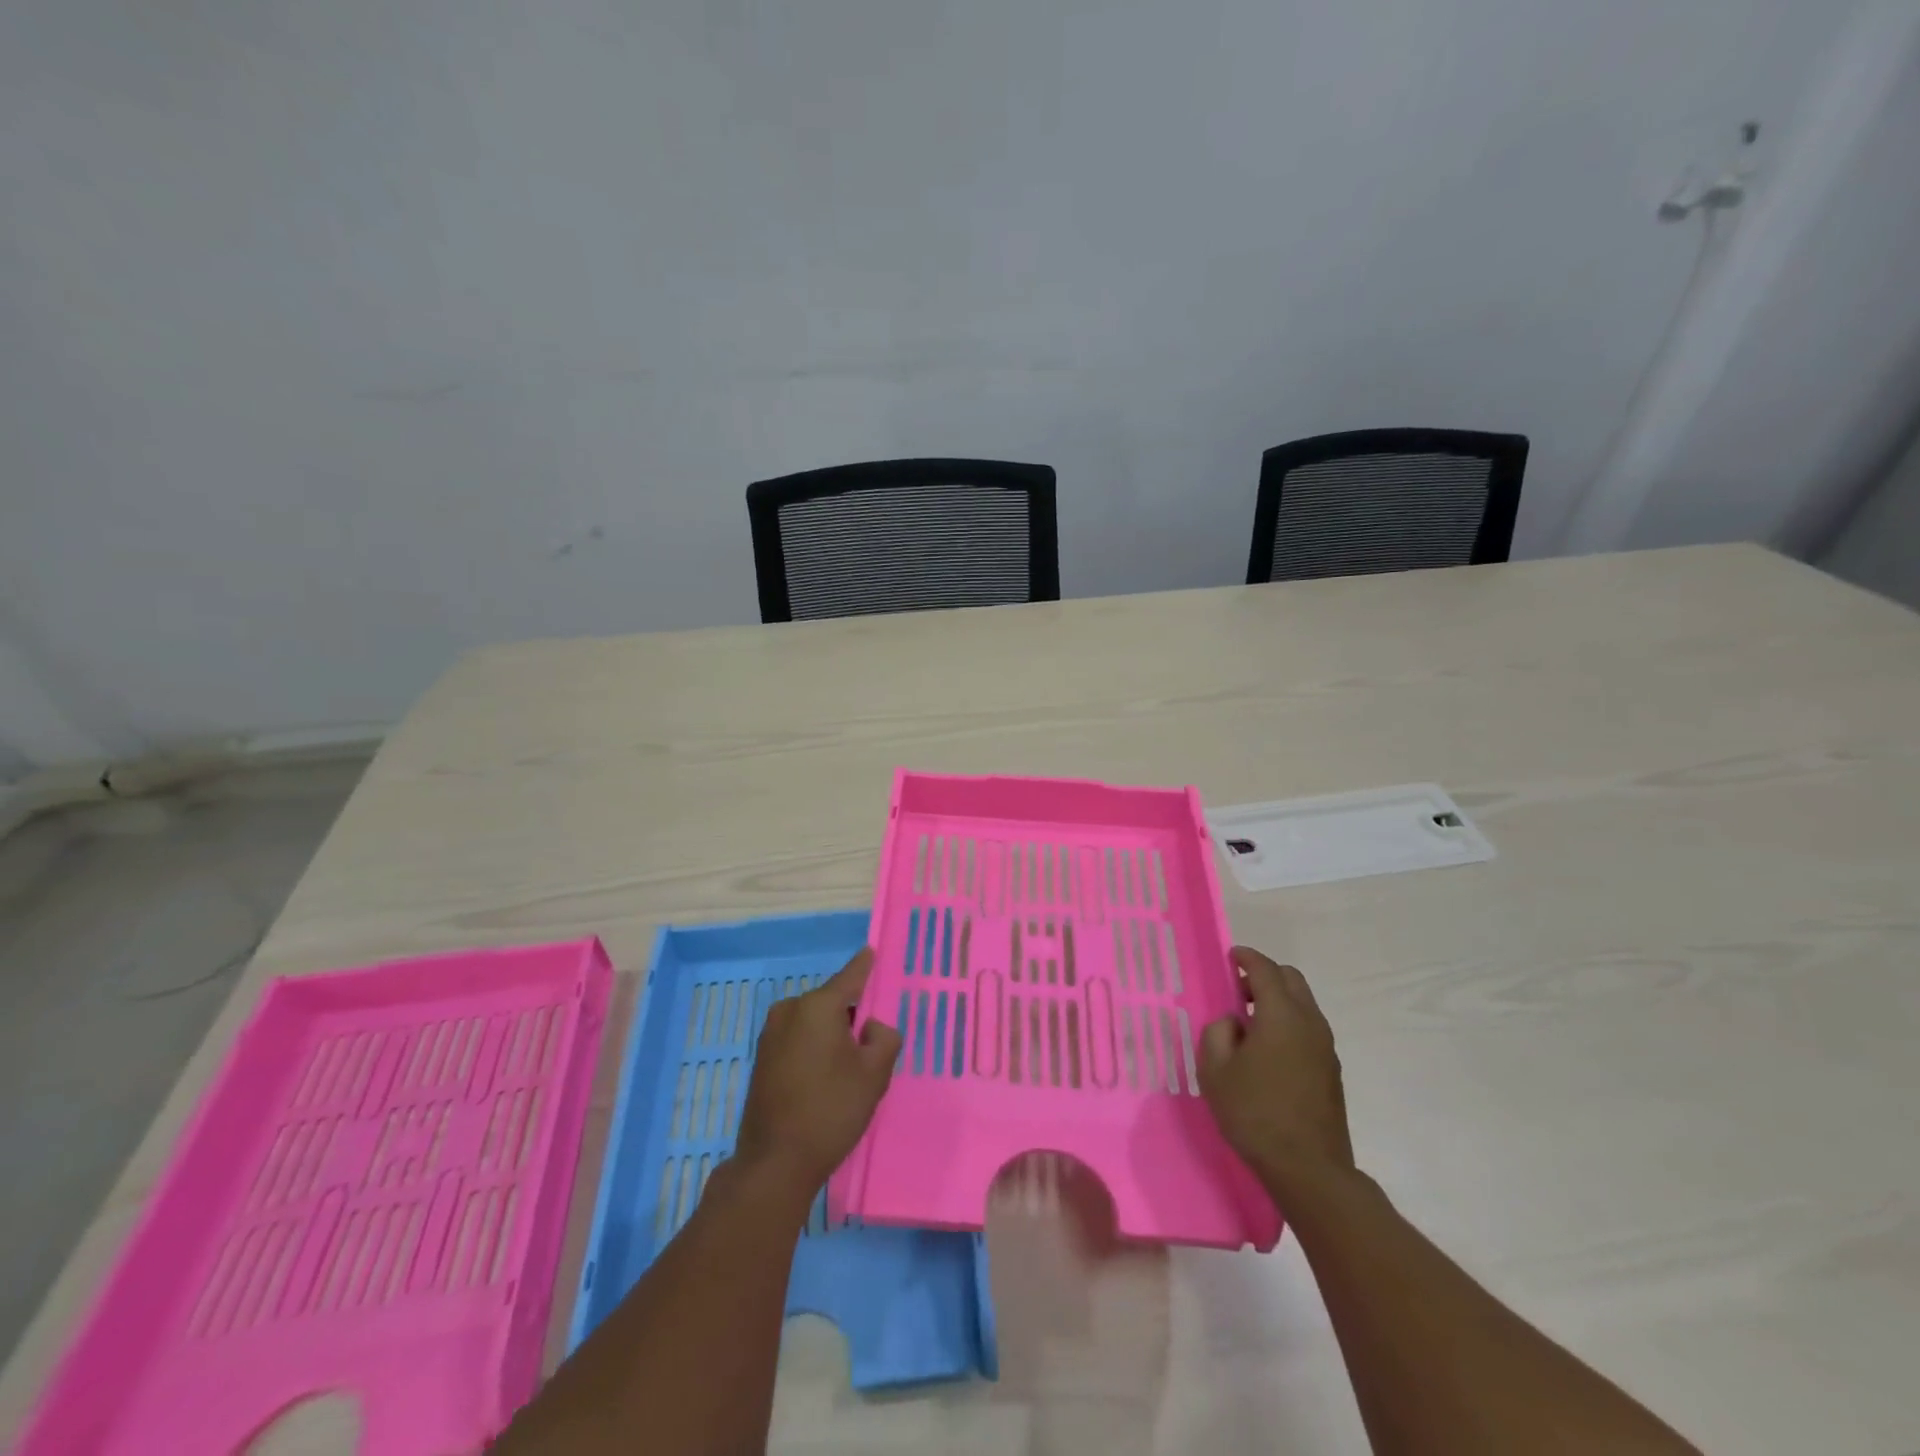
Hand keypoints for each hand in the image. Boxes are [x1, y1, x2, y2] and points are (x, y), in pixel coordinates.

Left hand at [734, 948, 902, 1196]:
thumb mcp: (874, 1074)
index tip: (872, 951)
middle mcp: (790, 1010)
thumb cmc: (831, 1110)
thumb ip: (884, 1037)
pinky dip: (815, 1048)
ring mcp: (771, 1034)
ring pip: (814, 1022)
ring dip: (833, 1035)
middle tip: (871, 1047)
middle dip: (852, 1015)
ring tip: (849, 1070)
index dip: (866, 965)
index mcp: (818, 1005)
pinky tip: (825, 1079)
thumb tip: (869, 1028)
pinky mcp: (762, 1058)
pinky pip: (798, 1039)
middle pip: (832, 1001)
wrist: (775, 1163)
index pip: (851, 975)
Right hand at [1198, 946, 1354, 1198]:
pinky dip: (1289, 1024)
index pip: (1265, 970)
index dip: (1247, 957)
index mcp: (1281, 1015)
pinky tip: (1268, 1051)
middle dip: (1265, 976)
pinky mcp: (1332, 1071)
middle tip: (1238, 991)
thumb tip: (1233, 1023)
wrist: (1308, 1169)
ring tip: (1250, 1024)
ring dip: (1278, 1001)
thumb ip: (1218, 1032)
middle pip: (1291, 980)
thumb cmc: (1255, 1113)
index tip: (1231, 955)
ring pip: (1304, 1005)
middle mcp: (1309, 1023)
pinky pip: (1309, 1029)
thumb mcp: (1216, 1070)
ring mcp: (1326, 1047)